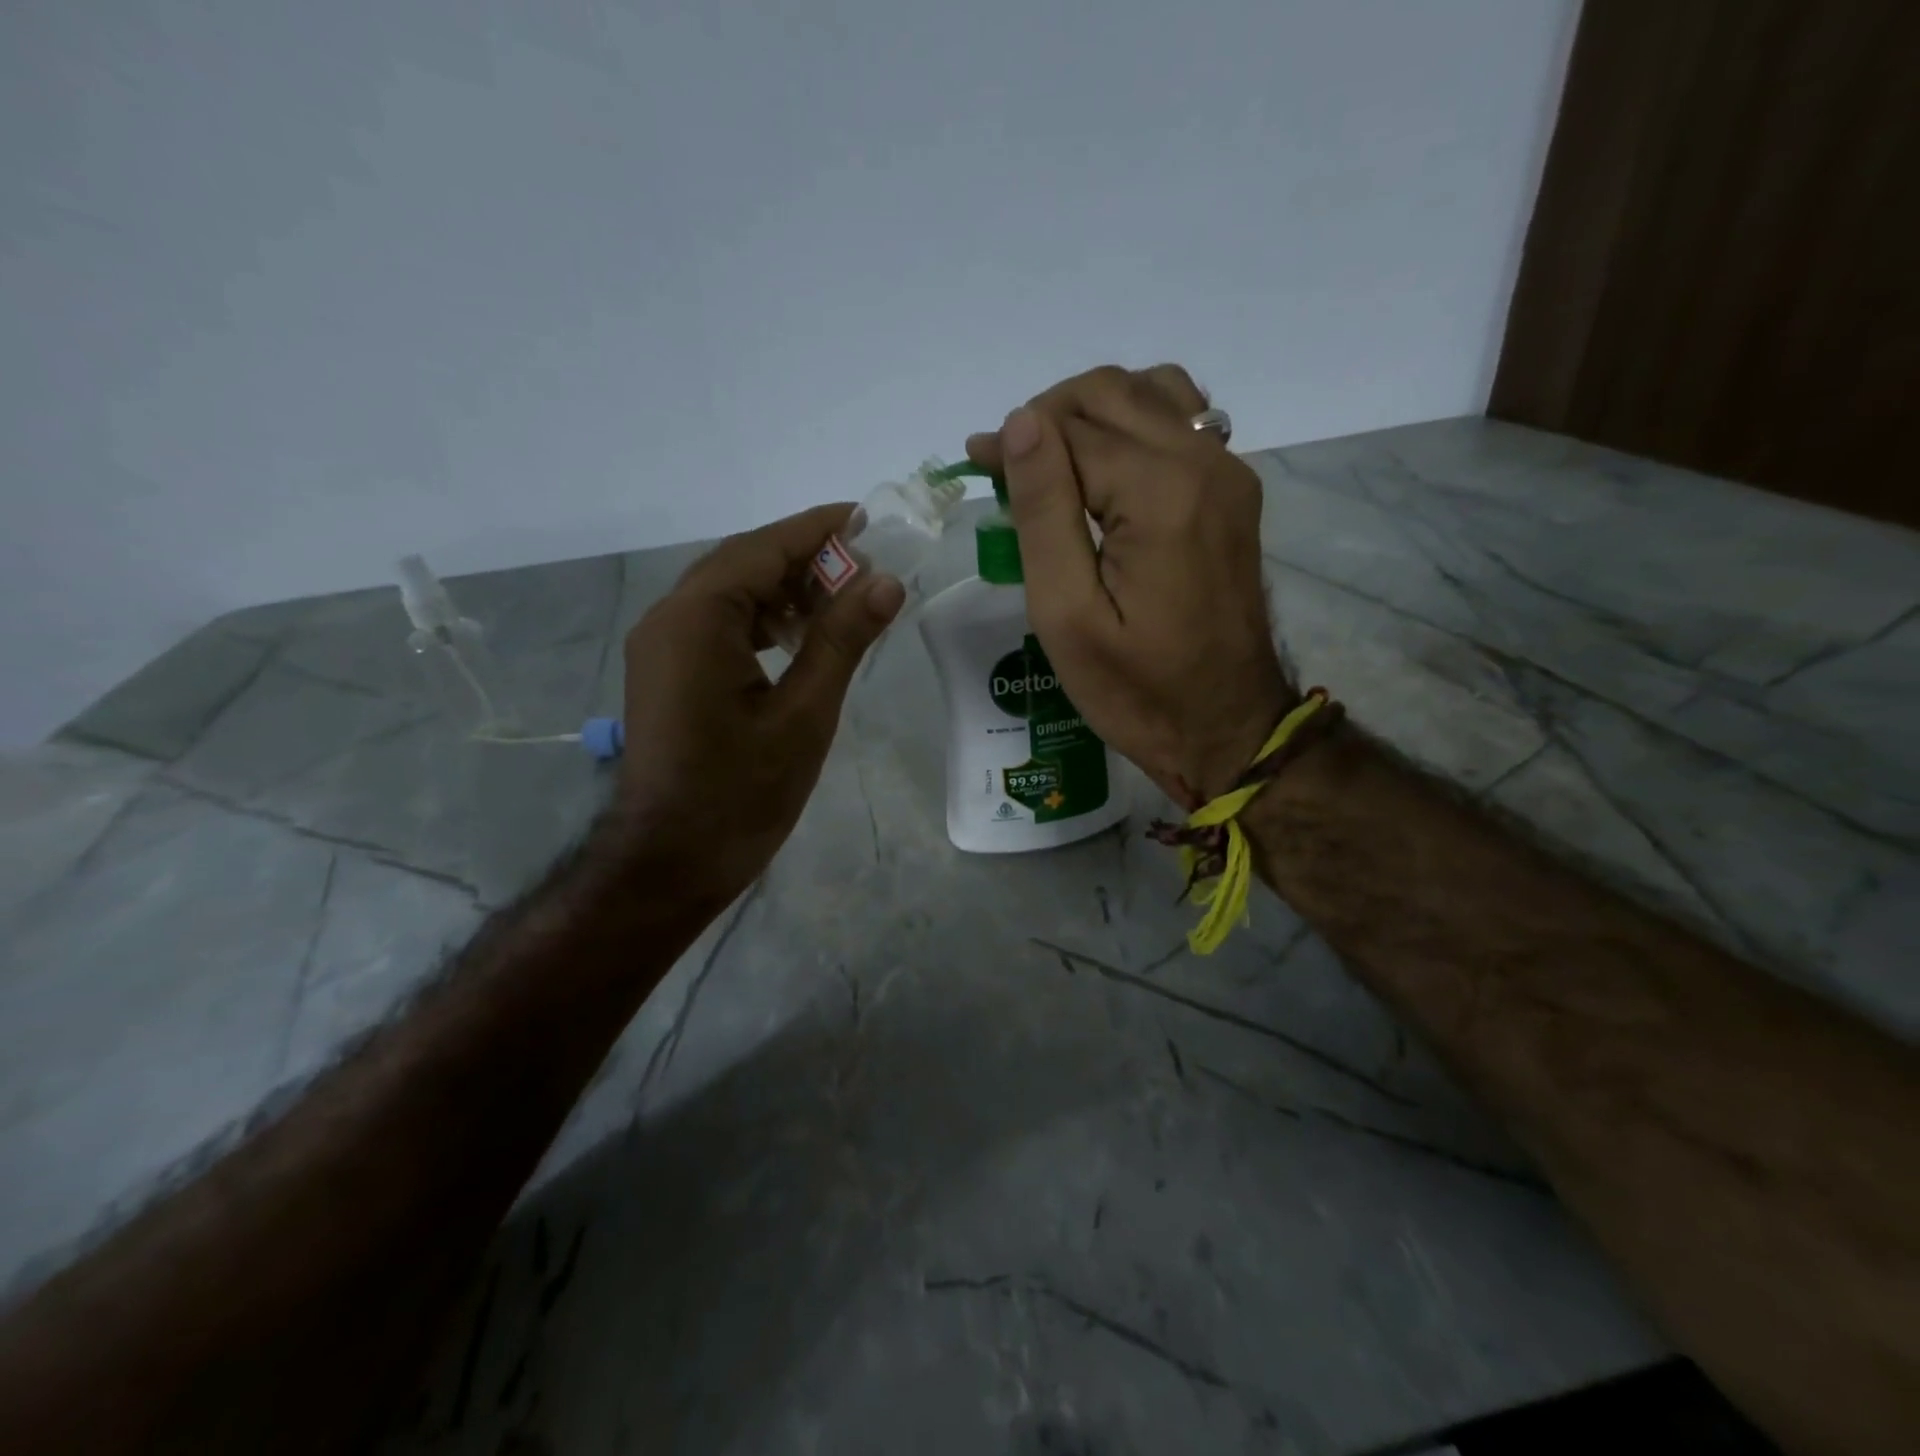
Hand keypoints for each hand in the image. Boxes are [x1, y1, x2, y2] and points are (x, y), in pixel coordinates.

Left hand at [611, 504, 904, 906]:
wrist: (671, 862)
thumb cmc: (741, 793)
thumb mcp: (804, 714)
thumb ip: (841, 640)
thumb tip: (886, 582)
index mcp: (696, 620)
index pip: (761, 550)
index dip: (816, 529)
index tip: (864, 517)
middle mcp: (669, 619)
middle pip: (742, 565)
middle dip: (804, 559)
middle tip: (865, 565)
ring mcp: (663, 647)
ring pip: (730, 595)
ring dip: (784, 590)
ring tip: (842, 601)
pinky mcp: (668, 673)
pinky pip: (718, 625)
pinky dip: (762, 620)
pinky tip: (801, 638)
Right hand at [966, 365, 1291, 809]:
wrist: (1227, 728)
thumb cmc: (1136, 689)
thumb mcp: (1067, 615)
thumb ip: (1044, 512)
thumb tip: (1021, 423)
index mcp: (1159, 493)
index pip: (1071, 427)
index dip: (1016, 439)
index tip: (978, 464)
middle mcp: (1204, 463)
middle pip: (1113, 392)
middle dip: (1049, 416)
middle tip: (1009, 469)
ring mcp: (1229, 474)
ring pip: (1152, 394)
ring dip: (1092, 413)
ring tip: (1054, 465)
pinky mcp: (1234, 494)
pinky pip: (1182, 424)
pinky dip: (1133, 426)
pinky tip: (1106, 471)